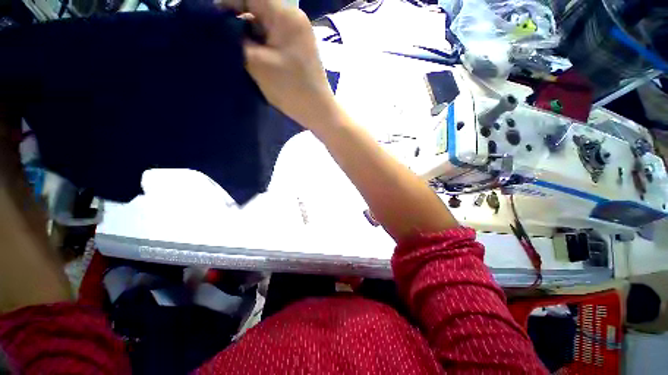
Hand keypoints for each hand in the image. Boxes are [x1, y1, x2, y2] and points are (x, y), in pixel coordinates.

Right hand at [224, 0, 338, 129]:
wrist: (318, 112)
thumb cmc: (291, 89)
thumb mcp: (258, 63)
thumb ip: (236, 40)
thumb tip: (221, 28)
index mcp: (286, 15)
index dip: (226, 3)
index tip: (210, 20)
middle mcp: (293, 19)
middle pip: (257, 10)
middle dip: (237, 23)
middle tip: (221, 41)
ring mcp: (296, 36)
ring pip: (264, 27)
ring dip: (248, 37)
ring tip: (236, 53)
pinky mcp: (297, 50)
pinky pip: (273, 40)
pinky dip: (260, 47)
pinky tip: (252, 59)